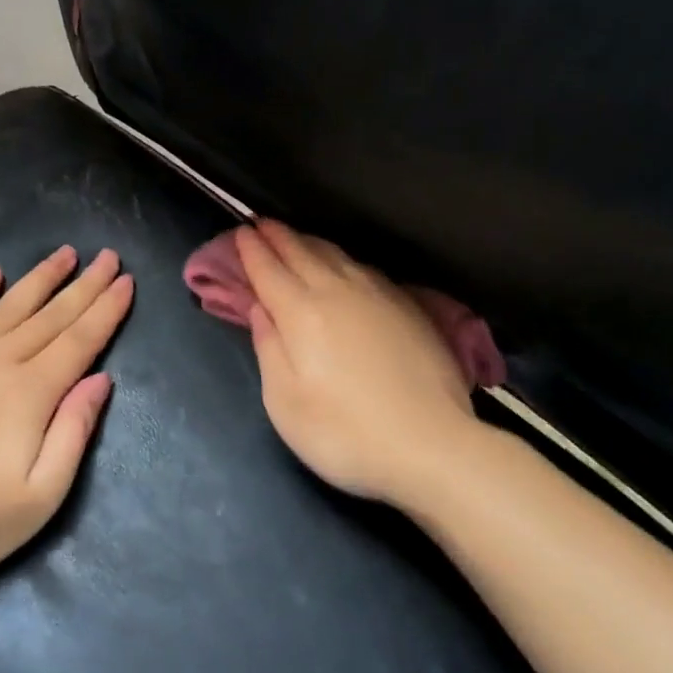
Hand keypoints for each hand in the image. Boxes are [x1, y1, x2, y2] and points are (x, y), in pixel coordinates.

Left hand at [0, 246, 133, 577]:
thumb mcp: (42, 494)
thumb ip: (74, 431)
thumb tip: (101, 380)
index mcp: (31, 393)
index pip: (79, 341)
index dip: (106, 310)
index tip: (126, 281)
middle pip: (50, 316)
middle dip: (84, 285)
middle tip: (108, 256)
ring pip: (8, 306)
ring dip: (40, 278)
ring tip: (65, 253)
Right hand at [238, 221, 478, 507]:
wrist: (431, 447)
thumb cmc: (344, 434)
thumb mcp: (284, 402)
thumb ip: (268, 348)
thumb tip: (259, 308)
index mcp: (301, 313)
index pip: (269, 270)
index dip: (251, 251)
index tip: (240, 233)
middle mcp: (338, 292)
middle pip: (302, 253)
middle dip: (278, 237)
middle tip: (260, 225)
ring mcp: (378, 296)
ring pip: (336, 255)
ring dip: (310, 242)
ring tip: (295, 238)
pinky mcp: (409, 308)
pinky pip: (365, 268)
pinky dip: (343, 259)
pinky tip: (344, 265)